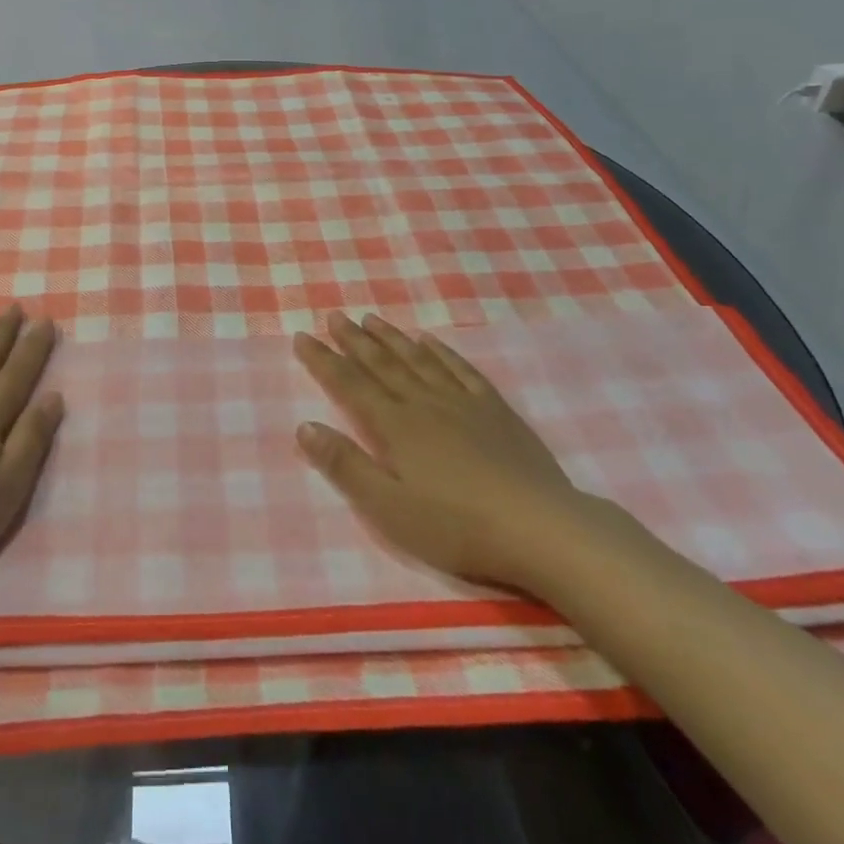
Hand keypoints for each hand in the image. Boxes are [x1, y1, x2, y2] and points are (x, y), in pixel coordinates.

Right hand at [293, 313, 601, 596]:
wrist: (541, 528)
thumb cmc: (457, 527)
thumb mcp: (389, 508)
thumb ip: (345, 466)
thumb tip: (304, 427)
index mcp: (395, 426)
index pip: (349, 384)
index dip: (323, 360)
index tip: (302, 337)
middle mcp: (424, 403)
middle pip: (382, 363)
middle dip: (353, 340)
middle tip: (334, 316)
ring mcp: (462, 402)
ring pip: (418, 359)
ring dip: (391, 338)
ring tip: (370, 319)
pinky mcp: (495, 410)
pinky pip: (461, 369)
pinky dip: (442, 351)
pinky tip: (430, 341)